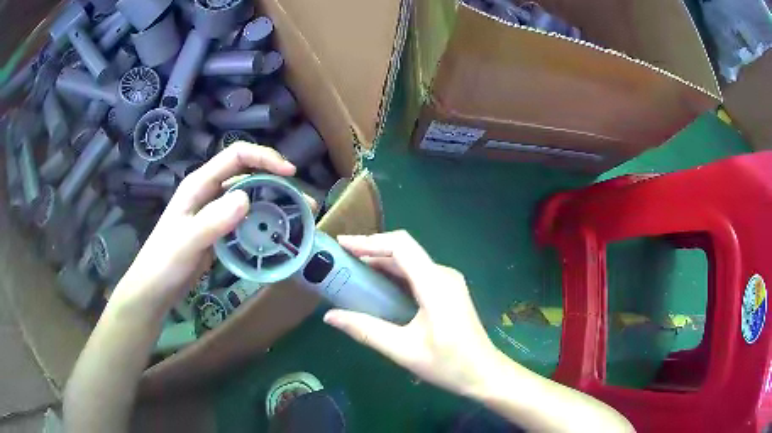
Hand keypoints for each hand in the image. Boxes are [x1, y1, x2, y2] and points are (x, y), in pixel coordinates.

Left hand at [109, 143, 294, 317]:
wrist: (154, 290)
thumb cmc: (164, 263)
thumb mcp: (186, 242)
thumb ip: (213, 220)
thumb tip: (247, 198)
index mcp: (199, 184)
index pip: (236, 156)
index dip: (265, 158)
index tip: (291, 173)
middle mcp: (209, 193)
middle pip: (248, 175)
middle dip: (278, 183)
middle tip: (304, 203)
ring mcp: (214, 213)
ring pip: (249, 199)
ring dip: (273, 205)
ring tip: (298, 219)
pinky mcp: (218, 231)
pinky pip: (245, 221)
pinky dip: (262, 224)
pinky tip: (275, 236)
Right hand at [323, 230, 502, 396]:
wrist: (484, 373)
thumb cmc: (448, 364)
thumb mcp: (403, 350)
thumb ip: (366, 330)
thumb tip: (330, 317)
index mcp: (435, 284)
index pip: (400, 246)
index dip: (370, 241)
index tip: (342, 244)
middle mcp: (443, 274)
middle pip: (404, 251)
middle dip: (371, 251)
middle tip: (340, 261)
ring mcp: (448, 282)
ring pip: (410, 262)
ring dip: (381, 264)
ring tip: (352, 273)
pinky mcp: (447, 291)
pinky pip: (417, 275)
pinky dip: (394, 276)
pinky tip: (377, 290)